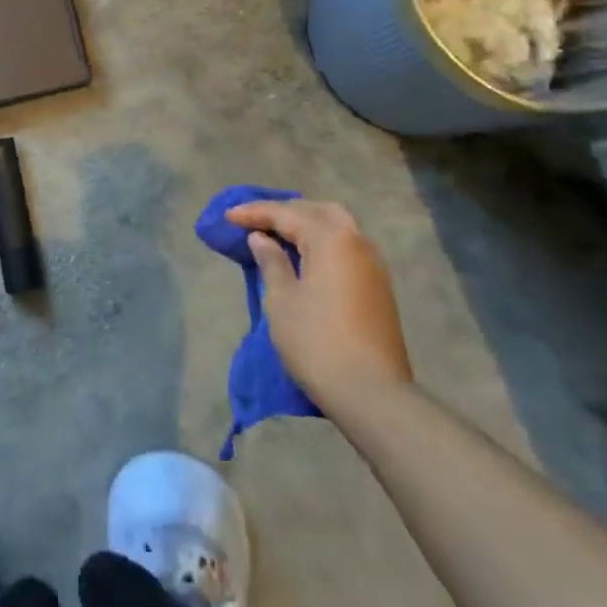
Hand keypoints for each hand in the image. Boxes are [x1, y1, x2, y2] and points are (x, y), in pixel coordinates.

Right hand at [225, 198, 411, 401]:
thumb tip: (262, 239)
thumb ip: (271, 261)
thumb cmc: (318, 342)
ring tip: (279, 235)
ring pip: (337, 226)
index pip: (287, 214)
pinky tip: (307, 257)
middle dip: (285, 212)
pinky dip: (323, 242)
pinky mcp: (379, 287)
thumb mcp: (282, 300)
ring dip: (307, 224)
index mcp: (331, 238)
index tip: (228, 216)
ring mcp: (372, 264)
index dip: (254, 213)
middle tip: (256, 221)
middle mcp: (356, 241)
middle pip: (317, 211)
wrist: (373, 395)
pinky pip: (347, 247)